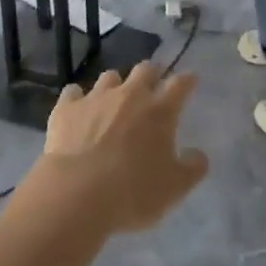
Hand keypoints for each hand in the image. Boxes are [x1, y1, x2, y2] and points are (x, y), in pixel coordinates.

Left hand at [38, 63, 208, 232]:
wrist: (77, 195)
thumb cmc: (133, 192)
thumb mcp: (174, 188)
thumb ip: (192, 168)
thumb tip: (199, 155)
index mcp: (160, 111)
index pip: (180, 84)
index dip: (188, 80)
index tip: (191, 79)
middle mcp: (130, 95)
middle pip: (145, 69)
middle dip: (152, 73)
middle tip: (153, 83)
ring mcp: (96, 98)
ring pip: (110, 77)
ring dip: (116, 84)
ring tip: (115, 97)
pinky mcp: (67, 108)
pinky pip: (73, 92)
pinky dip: (78, 98)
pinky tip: (78, 108)